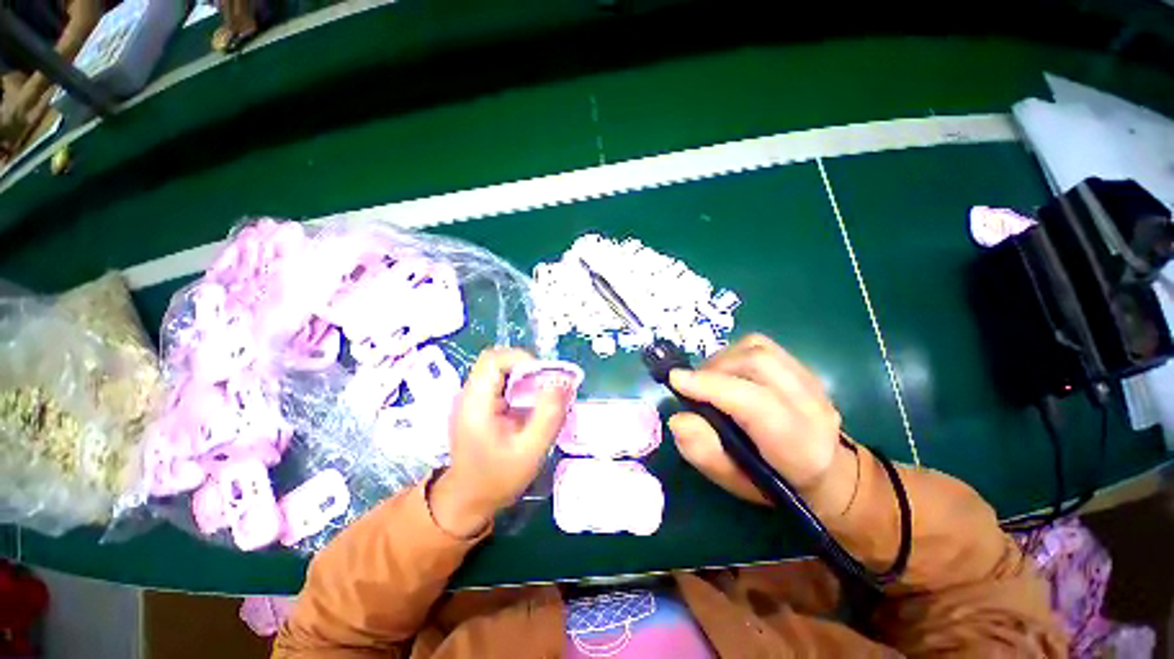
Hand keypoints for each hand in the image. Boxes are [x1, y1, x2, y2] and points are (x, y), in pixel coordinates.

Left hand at [429, 348, 573, 537]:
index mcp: (475, 403)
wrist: (468, 500)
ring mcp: (474, 399)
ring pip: (502, 371)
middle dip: (529, 369)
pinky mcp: (481, 405)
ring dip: (527, 378)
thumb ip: (548, 415)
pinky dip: (522, 388)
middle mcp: (470, 395)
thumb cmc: (497, 479)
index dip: (521, 359)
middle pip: (499, 362)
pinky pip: (503, 384)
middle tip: (550, 388)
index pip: (493, 359)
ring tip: (544, 398)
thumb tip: (563, 381)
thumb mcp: (530, 451)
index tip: (545, 376)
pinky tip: (533, 406)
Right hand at [667, 334, 857, 517]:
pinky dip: (734, 353)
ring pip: (758, 348)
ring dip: (722, 359)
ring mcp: (812, 380)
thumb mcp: (733, 481)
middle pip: (757, 362)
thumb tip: (679, 418)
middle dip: (713, 369)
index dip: (712, 386)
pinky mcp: (803, 367)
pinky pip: (761, 346)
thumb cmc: (774, 482)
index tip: (675, 380)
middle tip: (692, 384)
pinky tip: (727, 372)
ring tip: (708, 379)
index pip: (755, 403)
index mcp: (798, 445)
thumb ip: (703, 452)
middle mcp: (812, 405)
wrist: (827, 472)